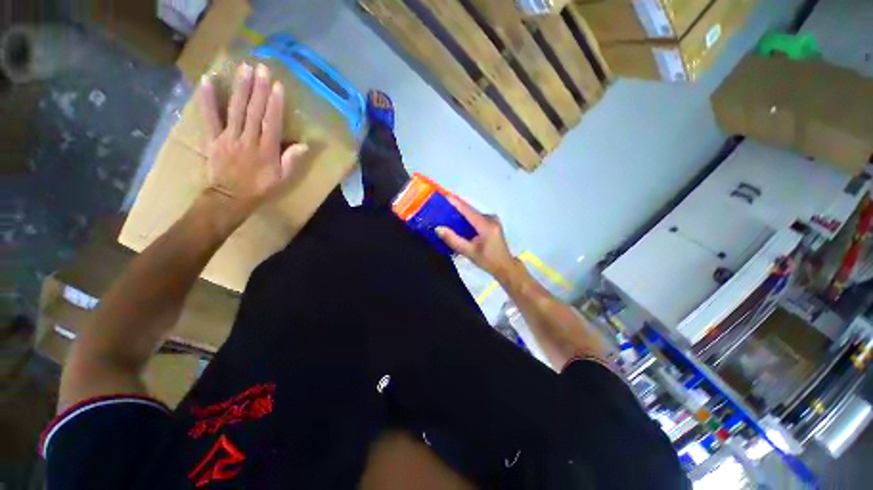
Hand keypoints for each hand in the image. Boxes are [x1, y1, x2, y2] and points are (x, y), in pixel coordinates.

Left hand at [198, 62, 307, 219]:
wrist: (231, 199)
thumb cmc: (261, 189)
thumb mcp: (283, 179)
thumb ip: (291, 161)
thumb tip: (304, 145)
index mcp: (266, 151)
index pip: (272, 123)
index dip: (275, 104)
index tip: (277, 85)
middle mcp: (248, 140)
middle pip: (253, 112)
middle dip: (258, 89)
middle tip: (261, 68)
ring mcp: (228, 138)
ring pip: (235, 110)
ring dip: (239, 88)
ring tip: (243, 68)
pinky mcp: (213, 139)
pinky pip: (209, 117)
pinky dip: (207, 99)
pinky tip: (207, 81)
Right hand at [436, 195, 518, 280]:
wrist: (505, 266)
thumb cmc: (488, 261)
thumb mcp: (469, 252)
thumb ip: (453, 240)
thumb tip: (438, 228)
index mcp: (486, 225)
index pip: (468, 210)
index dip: (456, 202)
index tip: (444, 196)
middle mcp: (491, 218)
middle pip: (470, 209)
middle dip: (456, 206)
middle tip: (441, 204)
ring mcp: (492, 220)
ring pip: (473, 213)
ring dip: (460, 211)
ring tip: (446, 210)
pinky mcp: (492, 223)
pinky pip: (476, 217)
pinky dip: (466, 217)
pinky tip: (457, 219)